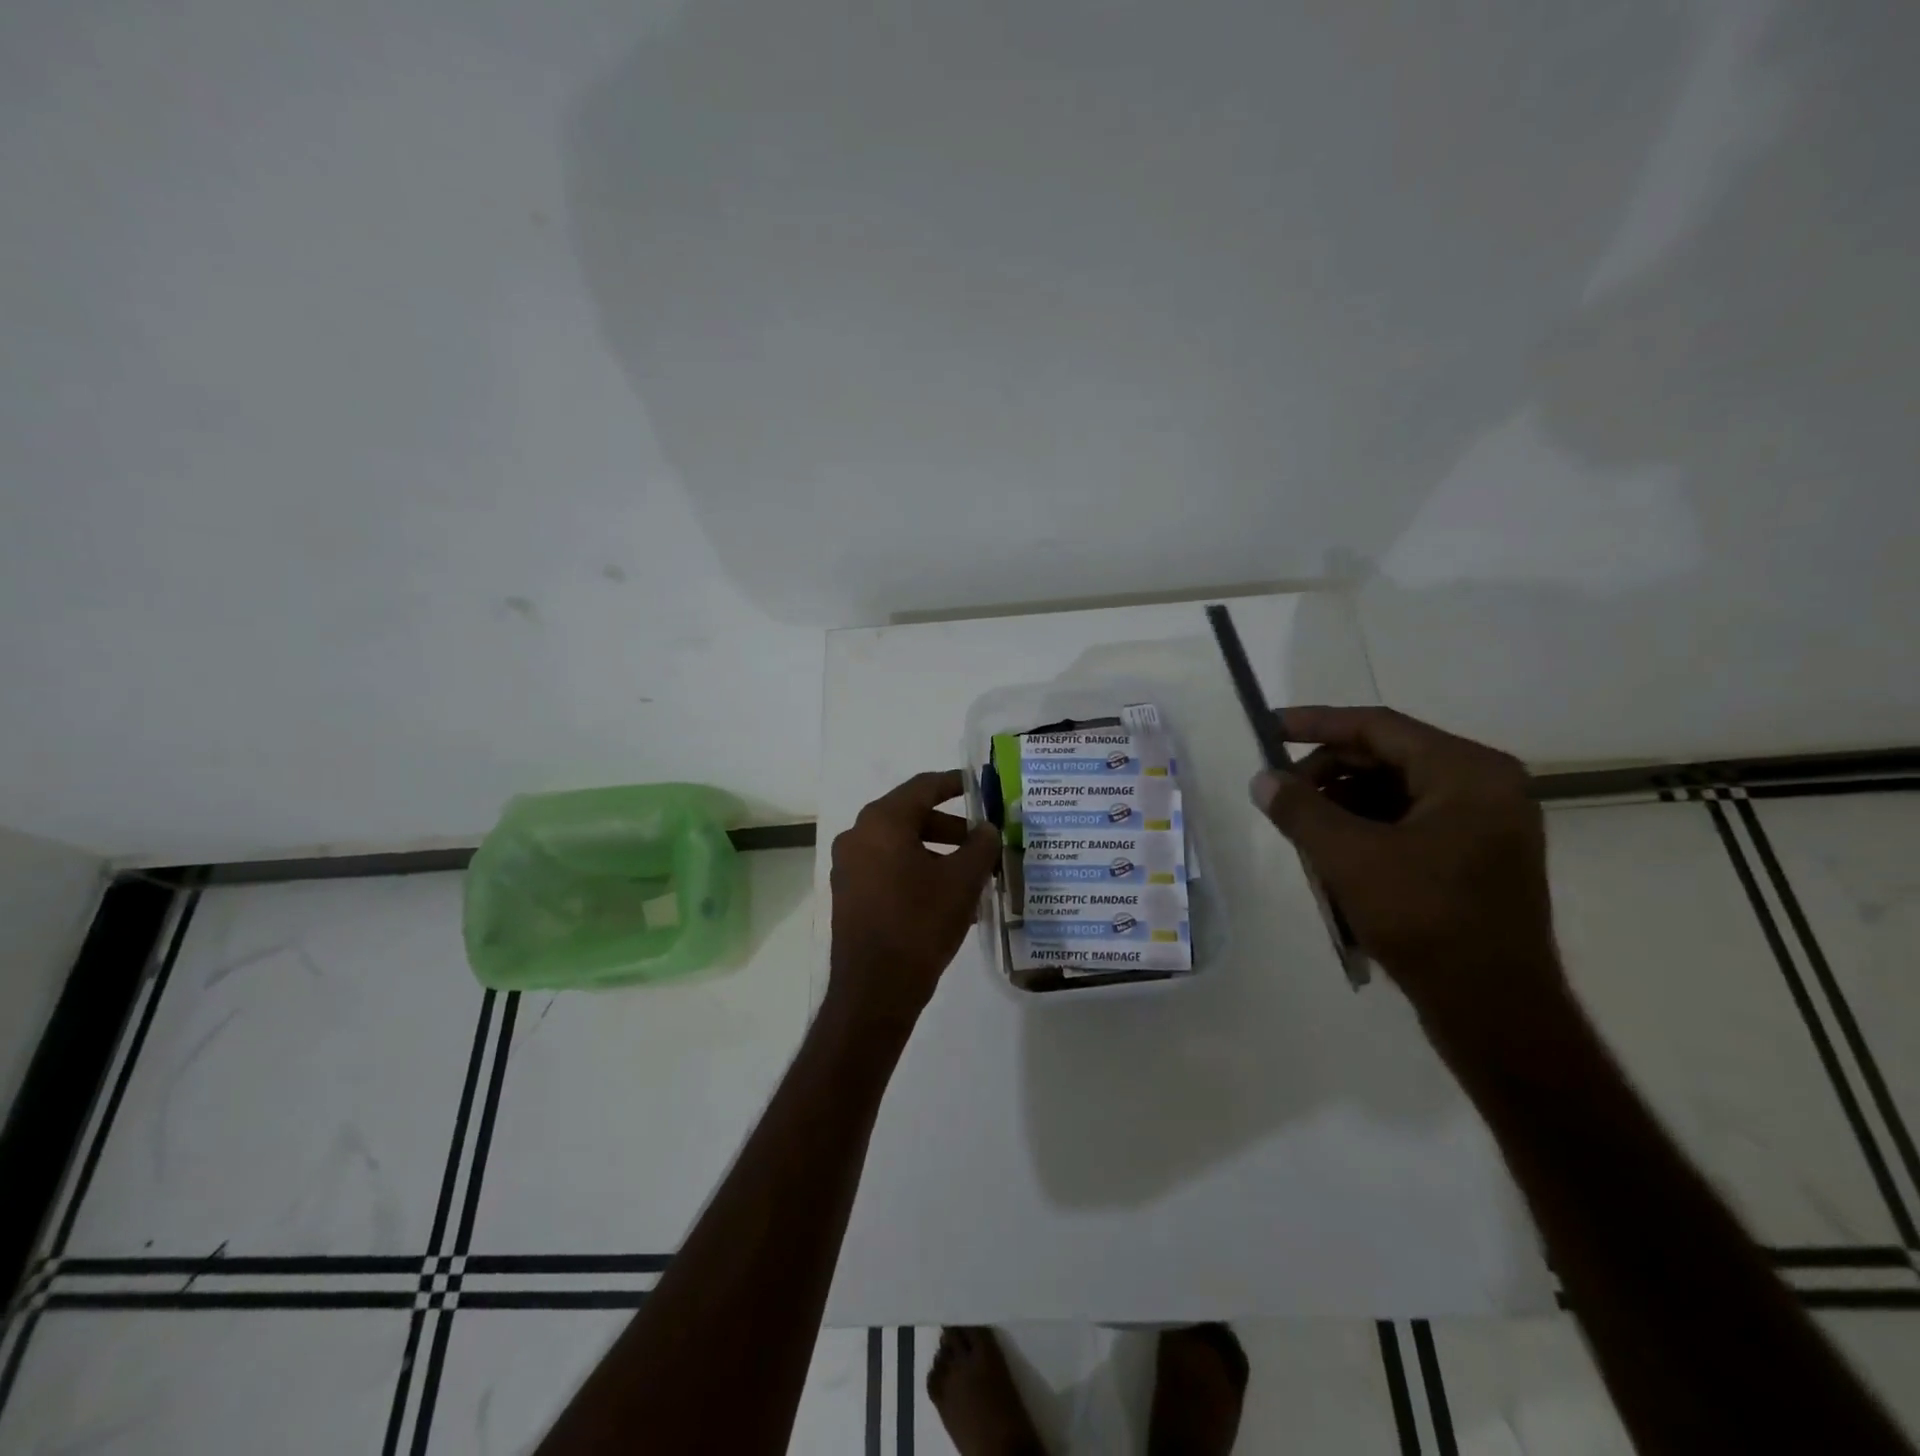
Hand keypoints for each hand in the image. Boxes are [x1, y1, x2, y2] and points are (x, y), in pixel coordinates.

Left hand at [827, 770, 1000, 1041]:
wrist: (875, 988)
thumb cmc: (920, 922)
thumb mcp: (962, 881)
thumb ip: (981, 846)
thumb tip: (987, 829)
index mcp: (882, 822)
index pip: (923, 787)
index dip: (955, 783)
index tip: (980, 786)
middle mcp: (858, 835)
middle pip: (911, 817)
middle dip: (951, 828)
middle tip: (983, 841)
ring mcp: (849, 866)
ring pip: (901, 846)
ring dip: (937, 854)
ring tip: (972, 876)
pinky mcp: (849, 894)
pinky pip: (888, 869)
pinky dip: (917, 872)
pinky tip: (948, 899)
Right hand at [1250, 706, 1565, 1033]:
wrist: (1494, 1009)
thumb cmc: (1425, 920)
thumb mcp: (1349, 858)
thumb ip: (1300, 810)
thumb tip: (1263, 779)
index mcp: (1467, 771)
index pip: (1378, 727)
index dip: (1316, 724)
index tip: (1268, 728)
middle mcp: (1485, 785)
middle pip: (1387, 757)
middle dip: (1327, 773)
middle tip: (1281, 795)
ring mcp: (1486, 822)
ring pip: (1395, 791)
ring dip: (1342, 803)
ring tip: (1303, 831)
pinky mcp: (1477, 855)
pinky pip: (1410, 821)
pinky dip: (1367, 828)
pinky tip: (1334, 854)